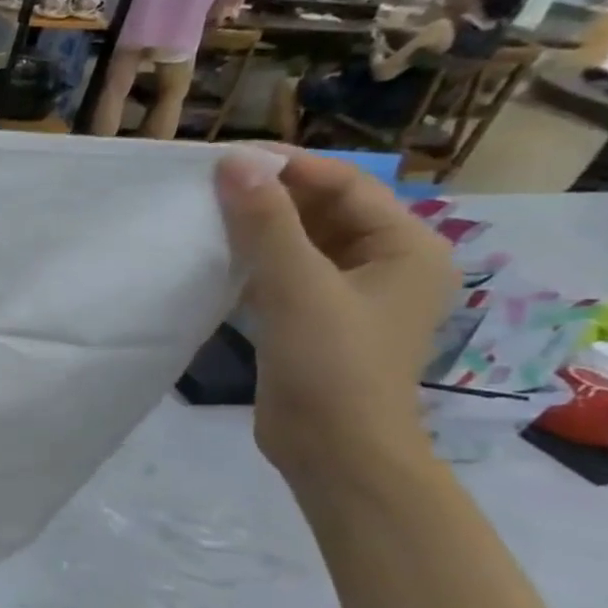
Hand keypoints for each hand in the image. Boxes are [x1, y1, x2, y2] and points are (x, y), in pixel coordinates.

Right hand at [214, 149, 456, 474]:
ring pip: (299, 244)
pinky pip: (284, 276)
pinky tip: (213, 259)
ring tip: (202, 215)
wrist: (333, 449)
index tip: (226, 158)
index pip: (345, 185)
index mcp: (405, 247)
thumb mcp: (297, 286)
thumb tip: (233, 163)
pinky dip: (252, 263)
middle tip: (207, 185)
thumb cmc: (330, 364)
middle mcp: (384, 264)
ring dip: (256, 230)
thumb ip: (265, 222)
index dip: (287, 167)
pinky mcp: (314, 322)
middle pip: (323, 212)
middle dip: (268, 196)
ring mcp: (348, 296)